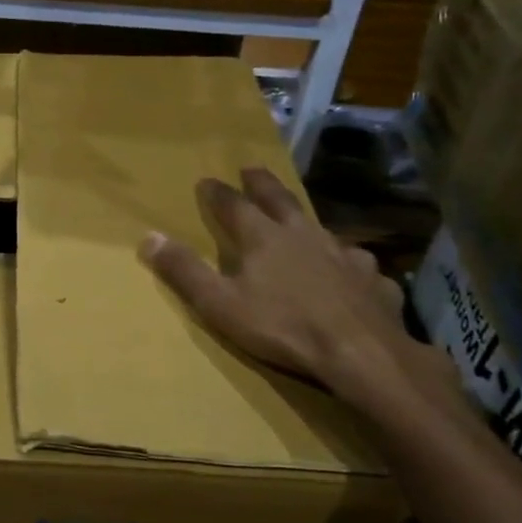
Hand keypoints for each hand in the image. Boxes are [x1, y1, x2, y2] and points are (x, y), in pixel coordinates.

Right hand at [140, 167, 440, 412]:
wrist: (360, 353)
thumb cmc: (282, 326)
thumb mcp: (219, 303)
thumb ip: (184, 271)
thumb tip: (149, 237)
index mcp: (263, 238)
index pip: (233, 205)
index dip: (217, 193)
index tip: (206, 181)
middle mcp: (304, 235)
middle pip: (280, 200)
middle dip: (262, 184)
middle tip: (251, 169)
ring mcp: (344, 255)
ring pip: (322, 229)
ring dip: (308, 223)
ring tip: (304, 224)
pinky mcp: (373, 280)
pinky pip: (359, 266)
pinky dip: (349, 265)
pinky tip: (353, 274)